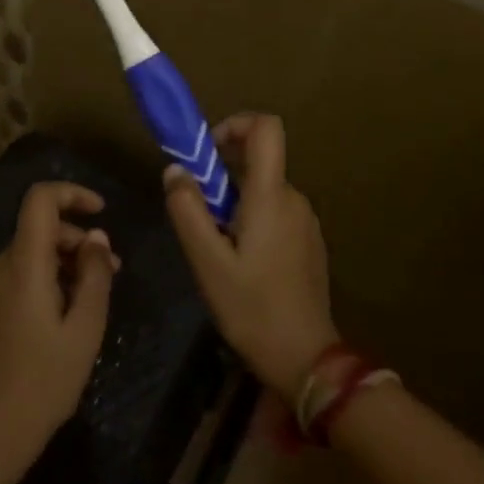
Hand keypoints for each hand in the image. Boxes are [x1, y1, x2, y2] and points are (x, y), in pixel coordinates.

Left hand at [0, 182, 118, 483]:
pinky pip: (16, 278)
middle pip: (38, 229)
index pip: (40, 199)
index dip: (72, 193)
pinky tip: (63, 318)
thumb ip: (94, 276)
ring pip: (29, 256)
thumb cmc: (42, 383)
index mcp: (22, 264)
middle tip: (113, 272)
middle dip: (77, 240)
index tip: (101, 210)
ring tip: (93, 299)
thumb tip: (96, 238)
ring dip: (63, 264)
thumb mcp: (84, 330)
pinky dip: (44, 281)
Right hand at [164, 114, 338, 395]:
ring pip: (263, 190)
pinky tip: (241, 262)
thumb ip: (188, 210)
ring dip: (235, 202)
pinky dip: (252, 220)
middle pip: (258, 161)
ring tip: (217, 247)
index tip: (207, 152)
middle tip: (199, 216)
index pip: (266, 128)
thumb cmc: (252, 308)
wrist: (306, 359)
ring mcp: (305, 221)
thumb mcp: (207, 262)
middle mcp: (294, 198)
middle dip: (222, 176)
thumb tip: (175, 169)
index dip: (235, 124)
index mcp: (271, 195)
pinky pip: (276, 212)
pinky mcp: (309, 241)